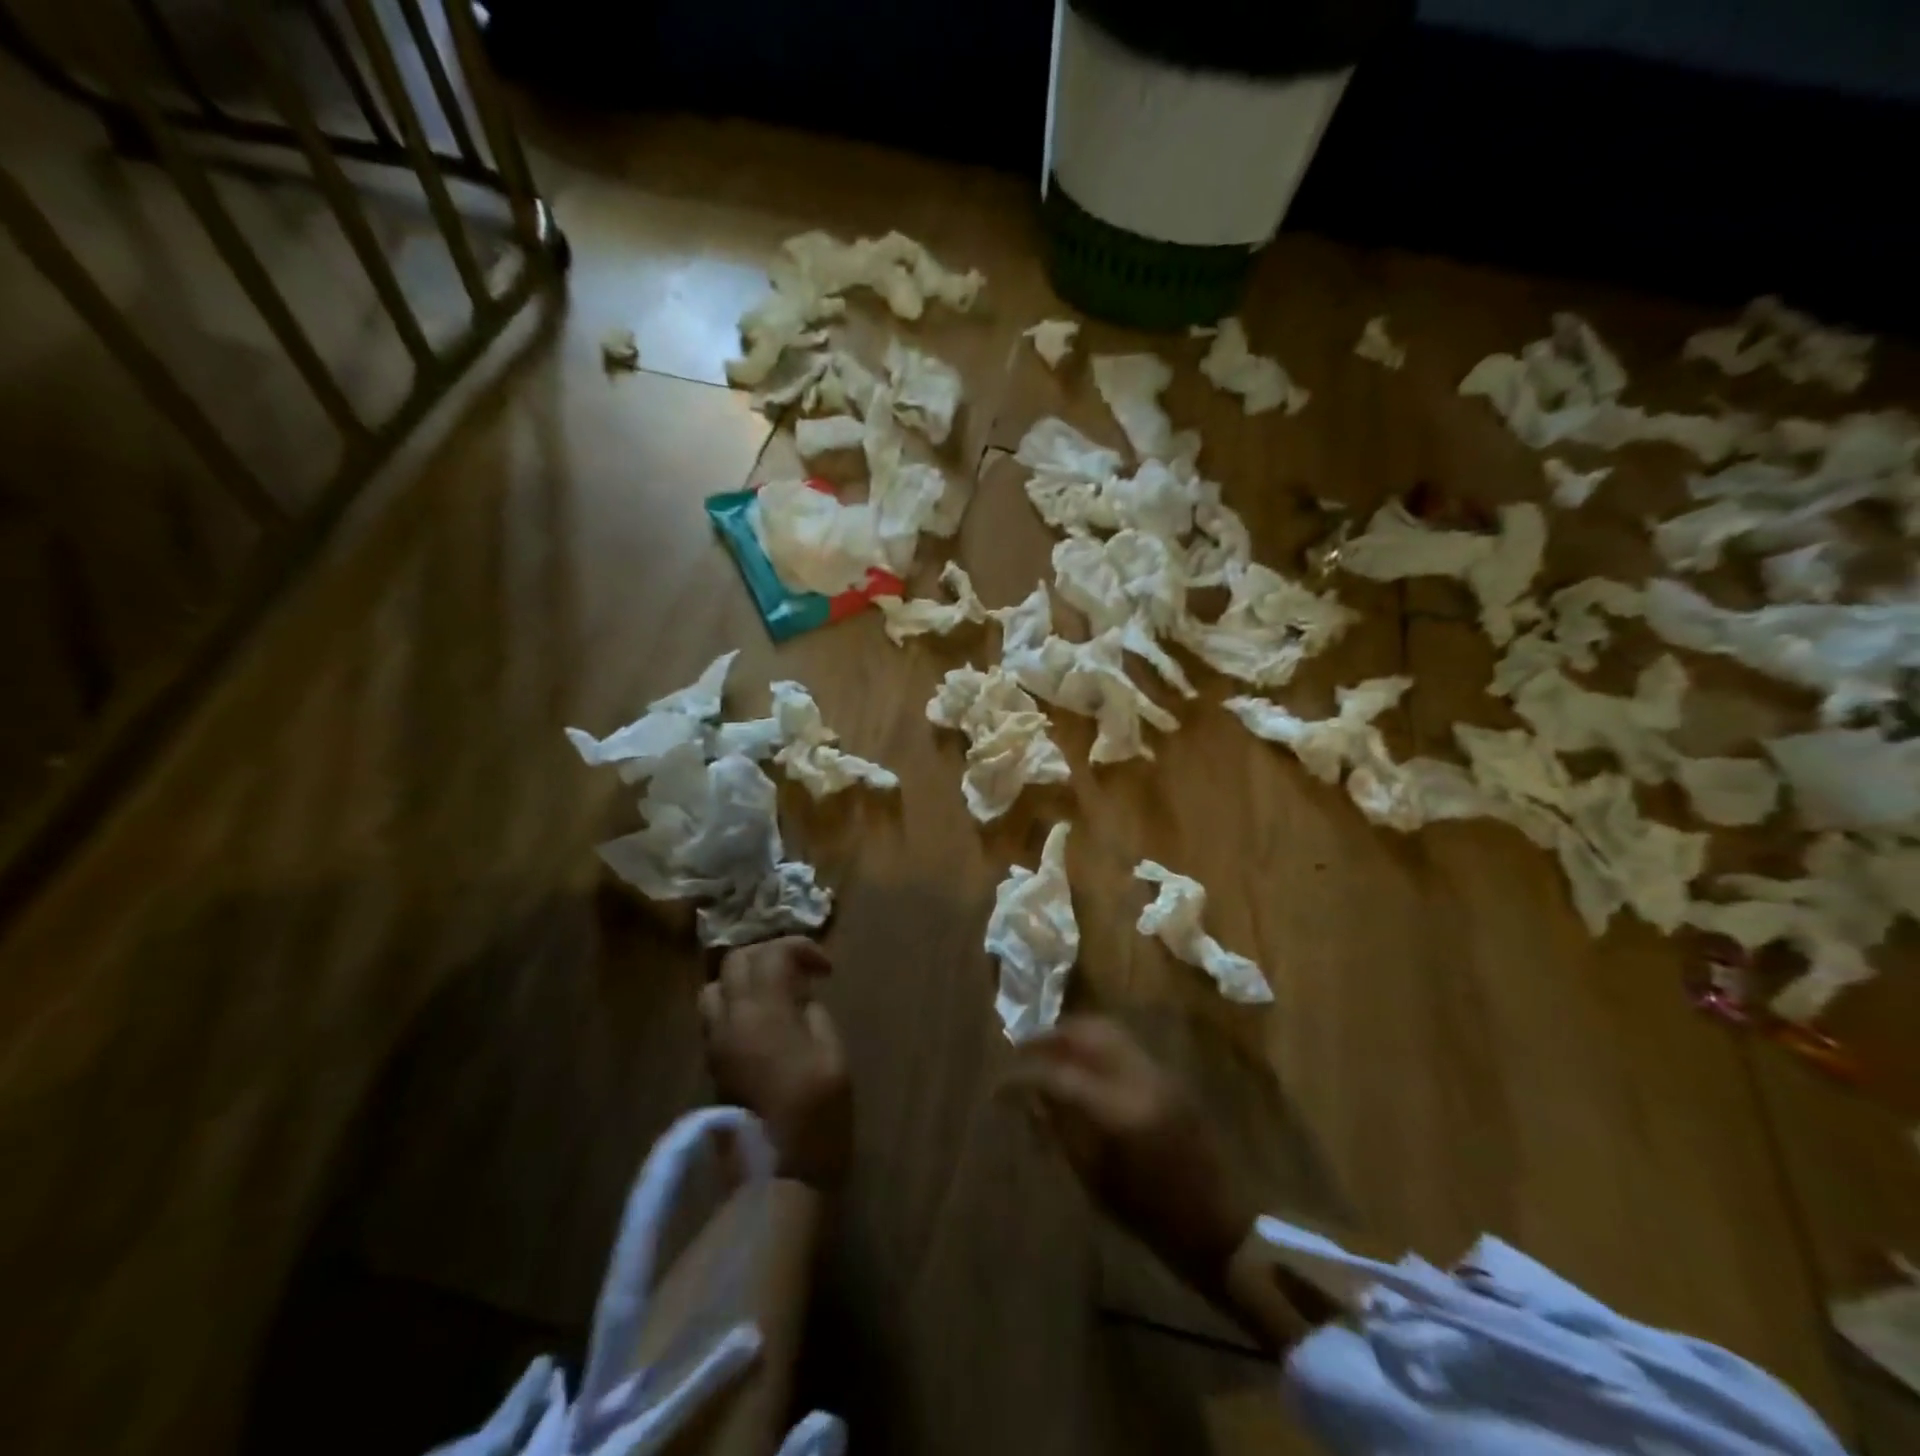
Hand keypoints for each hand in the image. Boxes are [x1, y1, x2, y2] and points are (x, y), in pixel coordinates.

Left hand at [699, 938, 850, 1189]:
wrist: (776, 1179)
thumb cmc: (817, 1116)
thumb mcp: (833, 1057)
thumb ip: (816, 1017)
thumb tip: (802, 1003)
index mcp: (765, 1012)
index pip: (772, 953)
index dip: (800, 949)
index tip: (825, 970)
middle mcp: (732, 1020)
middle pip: (735, 961)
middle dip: (768, 955)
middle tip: (797, 972)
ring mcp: (715, 1044)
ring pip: (715, 987)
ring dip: (744, 980)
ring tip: (774, 995)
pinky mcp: (711, 1067)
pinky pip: (714, 1016)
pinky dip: (735, 1005)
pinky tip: (762, 1024)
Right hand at [1007, 1016, 1253, 1299]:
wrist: (1226, 1227)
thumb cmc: (1156, 1220)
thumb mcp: (1098, 1183)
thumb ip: (1062, 1131)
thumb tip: (1031, 1097)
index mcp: (1119, 1111)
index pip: (1058, 1075)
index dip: (1023, 1076)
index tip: (999, 1085)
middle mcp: (1139, 1077)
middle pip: (1085, 1032)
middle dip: (1048, 1037)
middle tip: (1022, 1052)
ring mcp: (1159, 1070)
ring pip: (1107, 1029)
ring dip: (1072, 1035)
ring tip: (1048, 1053)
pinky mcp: (1170, 1075)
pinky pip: (1124, 1044)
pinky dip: (1095, 1044)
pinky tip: (1080, 1065)